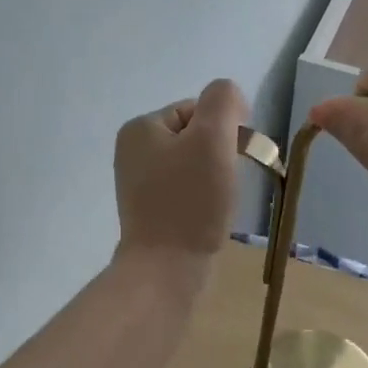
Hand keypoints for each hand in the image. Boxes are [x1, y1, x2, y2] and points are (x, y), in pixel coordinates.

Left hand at [114, 79, 248, 276]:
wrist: (166, 268)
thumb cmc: (190, 200)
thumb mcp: (213, 137)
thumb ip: (223, 101)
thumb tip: (229, 99)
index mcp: (141, 127)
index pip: (199, 110)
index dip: (225, 130)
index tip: (234, 160)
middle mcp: (133, 150)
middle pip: (196, 137)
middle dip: (219, 156)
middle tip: (226, 184)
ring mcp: (138, 183)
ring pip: (194, 165)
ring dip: (214, 178)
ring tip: (217, 203)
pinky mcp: (149, 210)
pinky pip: (186, 190)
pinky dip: (202, 199)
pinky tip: (207, 217)